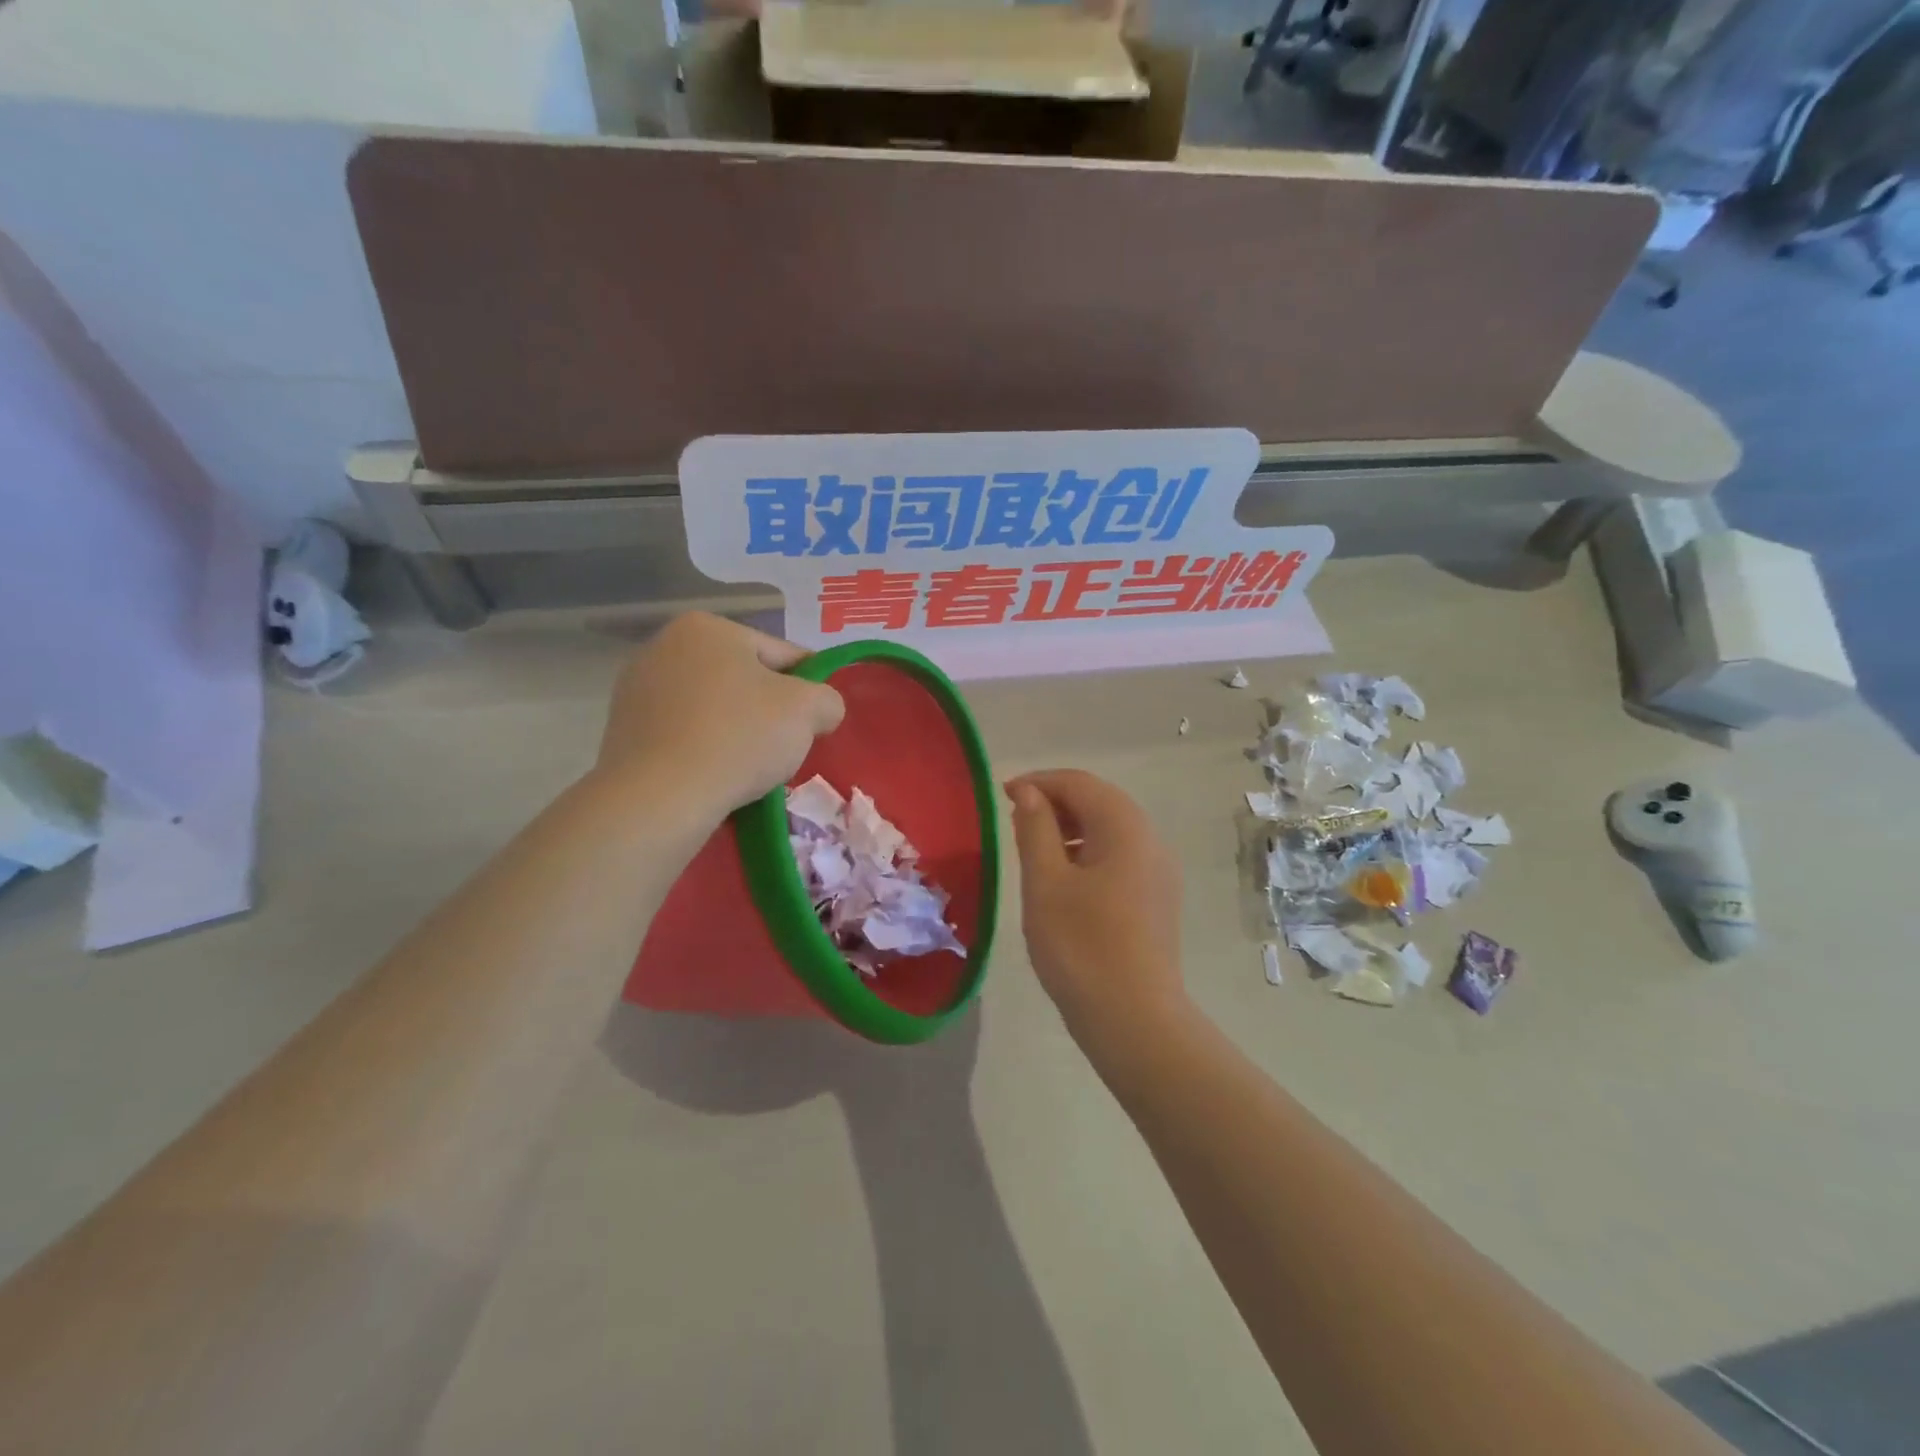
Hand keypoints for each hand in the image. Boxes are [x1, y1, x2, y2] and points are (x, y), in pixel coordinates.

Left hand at [596, 613, 844, 815]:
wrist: (659, 797)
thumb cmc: (738, 738)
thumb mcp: (808, 710)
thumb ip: (827, 699)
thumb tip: (821, 709)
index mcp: (708, 627)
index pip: (782, 655)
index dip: (809, 689)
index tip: (818, 722)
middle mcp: (665, 645)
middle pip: (744, 679)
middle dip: (769, 710)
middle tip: (786, 748)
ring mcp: (637, 687)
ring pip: (714, 707)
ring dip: (737, 730)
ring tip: (751, 768)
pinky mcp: (623, 729)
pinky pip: (684, 732)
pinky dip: (705, 748)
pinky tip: (717, 775)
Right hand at [1005, 770, 1187, 1049]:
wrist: (1134, 1019)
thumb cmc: (1081, 946)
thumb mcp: (1046, 882)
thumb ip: (1035, 829)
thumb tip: (1028, 792)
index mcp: (1125, 827)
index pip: (1079, 783)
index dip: (1039, 781)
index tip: (1002, 795)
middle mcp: (1150, 839)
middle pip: (1100, 801)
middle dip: (1056, 802)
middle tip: (1014, 819)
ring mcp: (1158, 870)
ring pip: (1110, 829)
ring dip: (1071, 827)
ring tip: (1034, 847)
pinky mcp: (1156, 897)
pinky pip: (1120, 855)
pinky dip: (1088, 851)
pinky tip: (1064, 878)